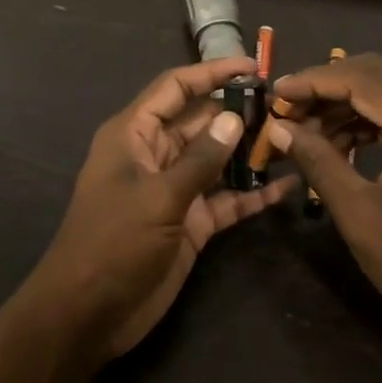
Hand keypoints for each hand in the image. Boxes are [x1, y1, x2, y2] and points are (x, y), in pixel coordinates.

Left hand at [27, 58, 296, 359]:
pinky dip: (252, 194)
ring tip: (293, 139)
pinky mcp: (191, 222)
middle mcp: (155, 154)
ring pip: (217, 159)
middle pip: (201, 121)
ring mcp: (174, 189)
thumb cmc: (113, 243)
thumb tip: (233, 118)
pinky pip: (226, 199)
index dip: (211, 73)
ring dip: (249, 151)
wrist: (88, 315)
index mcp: (134, 134)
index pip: (175, 88)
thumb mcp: (158, 198)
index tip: (252, 66)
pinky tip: (287, 187)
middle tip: (285, 106)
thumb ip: (200, 159)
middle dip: (237, 112)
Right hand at [267, 54, 381, 341]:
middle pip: (375, 74)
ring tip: (304, 130)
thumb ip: (318, 160)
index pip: (362, 80)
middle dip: (325, 87)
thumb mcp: (359, 214)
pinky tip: (335, 141)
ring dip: (342, 103)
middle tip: (286, 110)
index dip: (313, 81)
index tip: (274, 93)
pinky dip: (363, 118)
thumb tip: (278, 126)